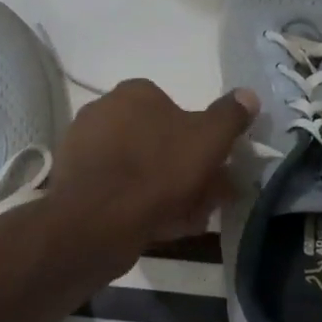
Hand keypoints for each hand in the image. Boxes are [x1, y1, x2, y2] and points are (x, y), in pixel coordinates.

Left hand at [51, 80, 256, 263]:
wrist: (95, 221)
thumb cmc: (157, 171)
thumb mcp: (208, 140)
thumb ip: (229, 116)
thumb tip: (248, 94)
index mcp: (134, 93)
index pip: (174, 109)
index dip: (199, 140)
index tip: (215, 168)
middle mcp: (103, 111)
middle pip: (157, 141)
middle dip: (184, 170)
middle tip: (206, 201)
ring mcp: (84, 147)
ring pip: (139, 168)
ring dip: (165, 191)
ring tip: (186, 220)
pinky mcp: (73, 181)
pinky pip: (118, 189)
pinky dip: (138, 204)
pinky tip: (158, 228)